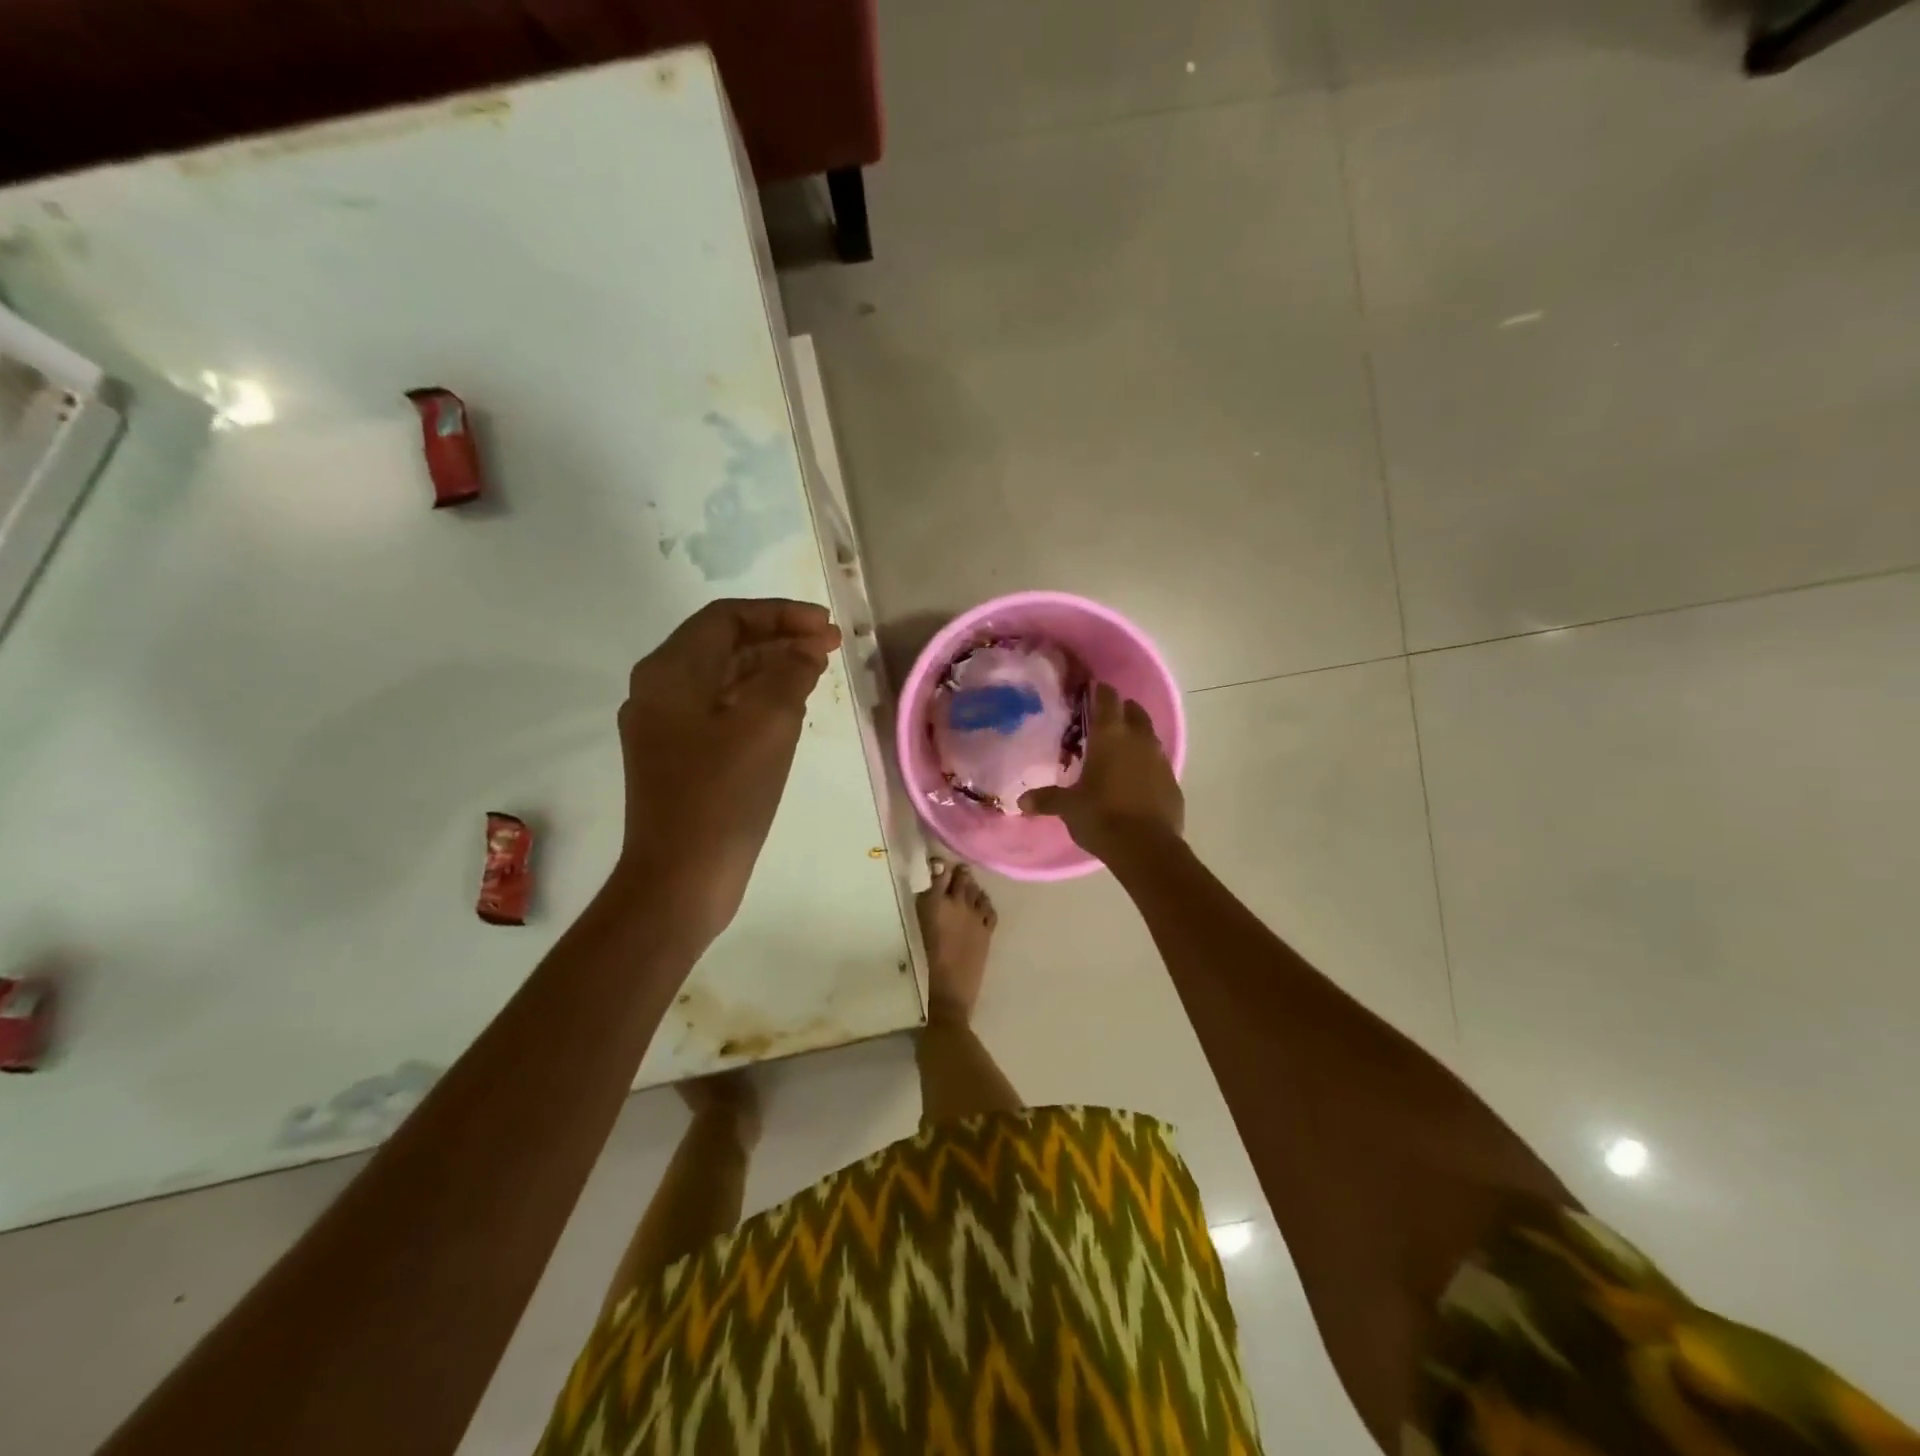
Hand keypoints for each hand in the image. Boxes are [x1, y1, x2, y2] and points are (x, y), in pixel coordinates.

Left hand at [615, 598, 841, 941]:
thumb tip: (804, 649)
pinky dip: (756, 699)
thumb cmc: (724, 794)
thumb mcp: (769, 722)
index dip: (781, 613)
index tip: (827, 626)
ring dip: (770, 667)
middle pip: (723, 644)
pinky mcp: (677, 758)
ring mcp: (664, 727)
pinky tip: (789, 709)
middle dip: (778, 638)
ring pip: (723, 678)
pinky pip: (720, 710)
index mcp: (670, 671)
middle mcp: (658, 690)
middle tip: (830, 646)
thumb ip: (791, 671)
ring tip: (816, 671)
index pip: (727, 617)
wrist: (681, 878)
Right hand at [1018, 682, 1183, 859]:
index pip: (1107, 698)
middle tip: (1103, 722)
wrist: (1147, 848)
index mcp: (1111, 735)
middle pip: (1133, 711)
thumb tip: (1021, 802)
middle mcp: (1139, 739)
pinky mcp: (1173, 782)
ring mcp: (1160, 760)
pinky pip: (1158, 764)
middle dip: (1121, 711)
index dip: (1099, 692)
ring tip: (1118, 752)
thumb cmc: (1101, 817)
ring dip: (1135, 738)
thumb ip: (1047, 799)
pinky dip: (1146, 765)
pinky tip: (1134, 781)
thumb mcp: (1069, 807)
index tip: (1090, 691)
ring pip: (1149, 736)